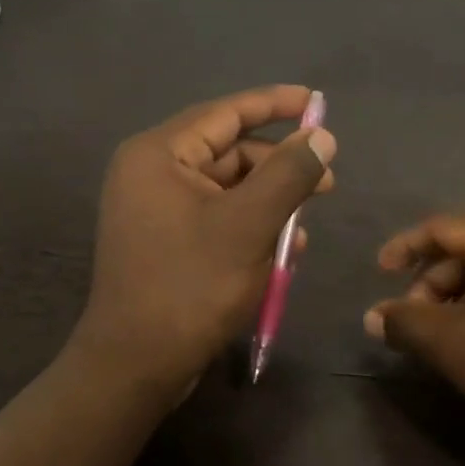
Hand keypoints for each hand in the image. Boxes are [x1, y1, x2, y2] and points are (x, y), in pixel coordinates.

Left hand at [70, 86, 336, 397]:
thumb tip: (321, 136)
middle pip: (229, 153)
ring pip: (228, 191)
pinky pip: (217, 220)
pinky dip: (251, 229)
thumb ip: (288, 174)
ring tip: (305, 227)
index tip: (316, 100)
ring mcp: (156, 211)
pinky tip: (285, 252)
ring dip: (270, 204)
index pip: (225, 113)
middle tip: (328, 181)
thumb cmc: (190, 286)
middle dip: (279, 166)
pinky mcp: (166, 243)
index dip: (275, 104)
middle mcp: (152, 174)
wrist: (136, 365)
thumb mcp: (249, 225)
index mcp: (158, 155)